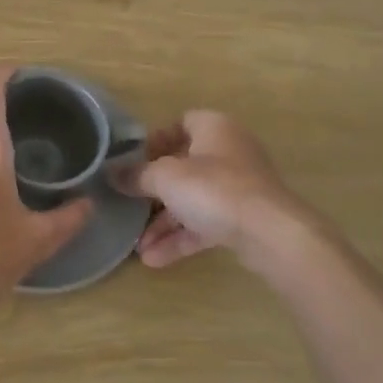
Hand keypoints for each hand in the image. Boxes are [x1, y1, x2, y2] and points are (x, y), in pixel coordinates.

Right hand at [111, 110, 343, 280]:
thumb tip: (112, 174)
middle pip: (184, 166)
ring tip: (137, 245)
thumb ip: (136, 175)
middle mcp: (229, 152)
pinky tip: (154, 259)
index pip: (181, 123)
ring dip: (164, 223)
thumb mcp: (165, 177)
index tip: (133, 161)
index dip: (155, 140)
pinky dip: (182, 238)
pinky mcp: (244, 219)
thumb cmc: (214, 189)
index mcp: (214, 128)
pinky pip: (205, 224)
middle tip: (130, 204)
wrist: (270, 233)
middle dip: (154, 191)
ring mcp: (239, 188)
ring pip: (193, 200)